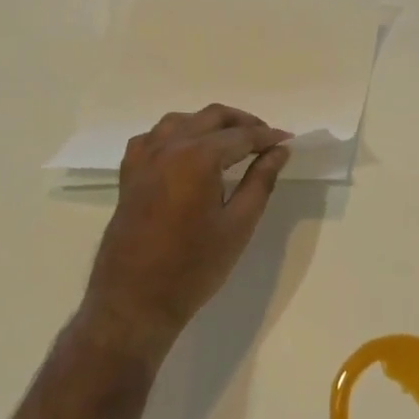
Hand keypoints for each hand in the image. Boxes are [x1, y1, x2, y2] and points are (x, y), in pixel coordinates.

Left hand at [80, 104, 292, 363]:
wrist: (135, 300)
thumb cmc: (194, 267)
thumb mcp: (238, 225)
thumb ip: (260, 181)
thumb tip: (279, 151)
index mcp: (197, 157)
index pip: (241, 136)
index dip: (268, 137)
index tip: (289, 140)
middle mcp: (168, 147)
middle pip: (211, 117)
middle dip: (242, 123)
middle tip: (266, 139)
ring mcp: (144, 158)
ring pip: (181, 120)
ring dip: (209, 123)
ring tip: (231, 141)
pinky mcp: (129, 174)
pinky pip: (153, 137)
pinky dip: (176, 134)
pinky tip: (186, 151)